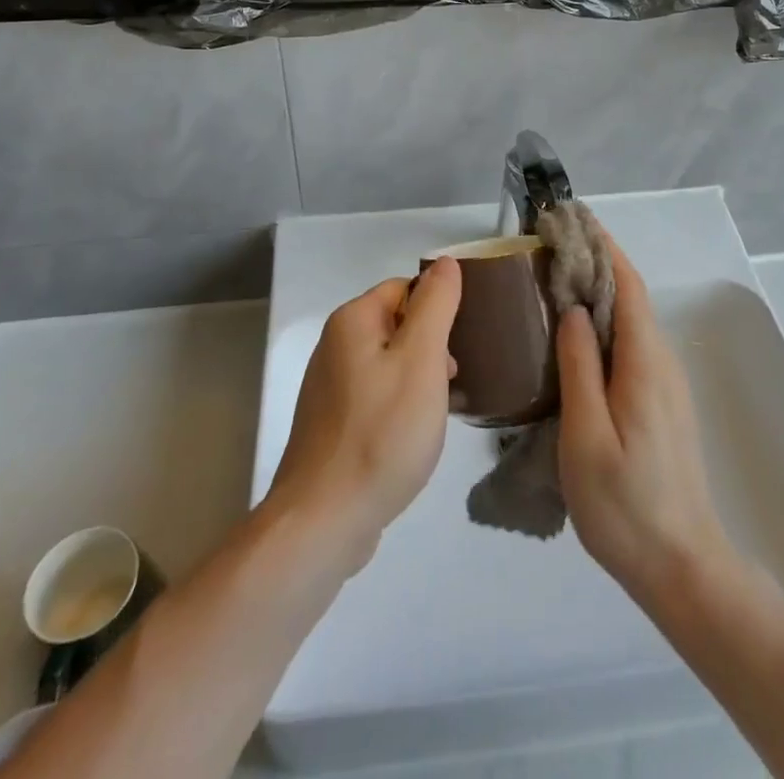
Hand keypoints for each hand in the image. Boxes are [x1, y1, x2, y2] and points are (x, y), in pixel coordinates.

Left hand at [267, 257, 462, 571]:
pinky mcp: (330, 422)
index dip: (438, 311)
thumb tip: (445, 262)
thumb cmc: (381, 433)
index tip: (459, 346)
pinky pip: (374, 394)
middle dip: (429, 347)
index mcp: (352, 320)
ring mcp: (328, 386)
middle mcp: (334, 344)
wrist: (324, 520)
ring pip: (387, 361)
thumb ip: (435, 304)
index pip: (405, 288)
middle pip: (396, 324)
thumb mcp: (421, 360)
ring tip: (436, 412)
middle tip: (450, 383)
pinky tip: (410, 435)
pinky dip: (397, 405)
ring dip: (417, 378)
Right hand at [557, 241, 731, 604]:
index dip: (601, 245)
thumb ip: (579, 366)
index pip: (626, 283)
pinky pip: (631, 343)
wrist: (682, 566)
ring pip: (631, 319)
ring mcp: (664, 382)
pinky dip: (604, 320)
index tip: (570, 219)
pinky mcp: (660, 402)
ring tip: (554, 276)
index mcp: (644, 361)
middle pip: (630, 294)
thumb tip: (574, 309)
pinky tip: (576, 332)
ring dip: (598, 289)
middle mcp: (660, 361)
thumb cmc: (625, 504)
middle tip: (549, 243)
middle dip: (595, 260)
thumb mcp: (586, 435)